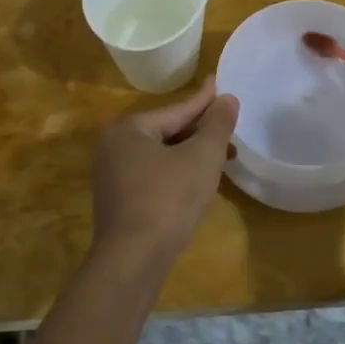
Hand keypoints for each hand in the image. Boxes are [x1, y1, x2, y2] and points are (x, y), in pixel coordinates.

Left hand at [90, 76, 238, 267]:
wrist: (133, 260)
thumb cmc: (169, 199)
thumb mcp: (202, 157)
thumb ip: (217, 124)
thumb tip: (227, 98)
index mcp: (129, 129)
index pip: (177, 110)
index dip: (205, 101)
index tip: (221, 83)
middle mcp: (114, 146)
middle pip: (168, 131)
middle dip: (202, 132)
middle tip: (231, 130)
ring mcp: (112, 174)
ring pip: (162, 155)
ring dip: (193, 155)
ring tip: (224, 158)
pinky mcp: (118, 199)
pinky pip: (154, 174)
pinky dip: (178, 172)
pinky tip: (199, 181)